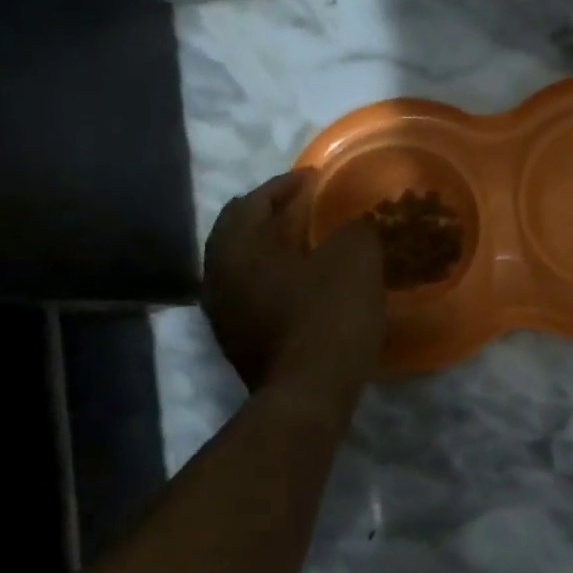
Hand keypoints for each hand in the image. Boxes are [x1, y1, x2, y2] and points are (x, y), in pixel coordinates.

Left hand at [202, 170, 384, 407]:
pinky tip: (305, 284)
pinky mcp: (239, 341)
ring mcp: (224, 314)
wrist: (309, 394)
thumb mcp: (355, 259)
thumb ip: (354, 229)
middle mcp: (218, 277)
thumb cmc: (328, 316)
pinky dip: (275, 278)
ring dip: (273, 249)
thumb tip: (355, 226)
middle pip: (240, 232)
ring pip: (244, 265)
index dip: (286, 185)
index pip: (254, 201)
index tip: (315, 179)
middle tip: (304, 208)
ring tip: (307, 244)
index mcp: (237, 248)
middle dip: (271, 215)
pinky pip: (253, 293)